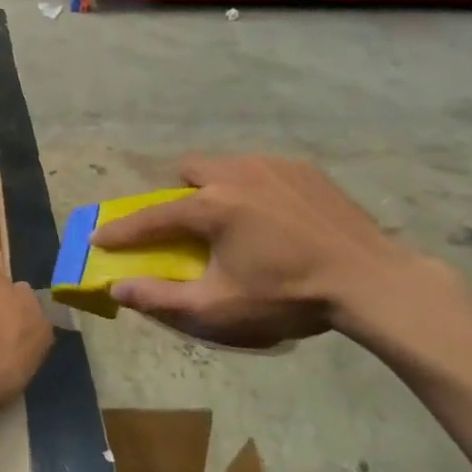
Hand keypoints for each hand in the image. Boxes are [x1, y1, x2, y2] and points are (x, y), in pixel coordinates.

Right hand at [91, 155, 423, 348]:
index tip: (100, 236)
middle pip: (189, 170)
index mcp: (211, 207)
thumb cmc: (288, 296)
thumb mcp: (220, 307)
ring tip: (238, 220)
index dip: (122, 229)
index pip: (152, 216)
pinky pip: (261, 169)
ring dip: (217, 186)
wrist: (371, 281)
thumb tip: (118, 288)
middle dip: (179, 193)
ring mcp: (272, 166)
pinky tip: (276, 217)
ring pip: (226, 165)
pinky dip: (255, 187)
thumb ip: (162, 297)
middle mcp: (235, 173)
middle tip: (191, 224)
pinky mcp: (303, 168)